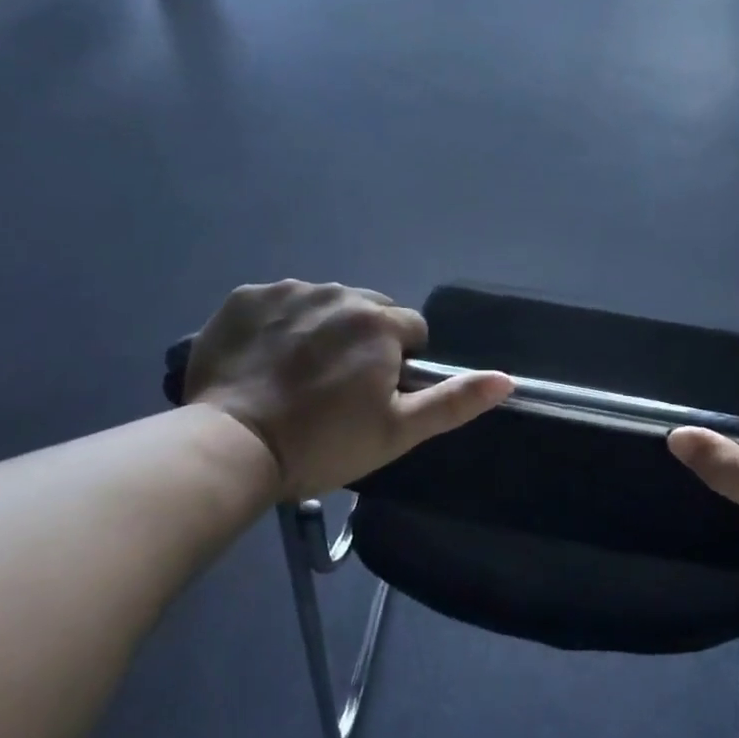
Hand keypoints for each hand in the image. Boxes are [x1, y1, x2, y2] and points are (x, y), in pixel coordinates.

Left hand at [182, 281, 511, 500]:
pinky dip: (279, 323)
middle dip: (364, 339)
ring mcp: (288, 290)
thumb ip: (454, 401)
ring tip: (297, 374)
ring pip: (324, 303)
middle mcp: (338, 293)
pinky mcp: (245, 297)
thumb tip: (507, 378)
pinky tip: (264, 360)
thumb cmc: (323, 443)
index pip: (411, 330)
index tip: (374, 395)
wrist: (232, 447)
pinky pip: (278, 302)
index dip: (400, 363)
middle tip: (337, 386)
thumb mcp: (398, 431)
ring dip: (322, 328)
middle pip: (368, 310)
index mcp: (379, 322)